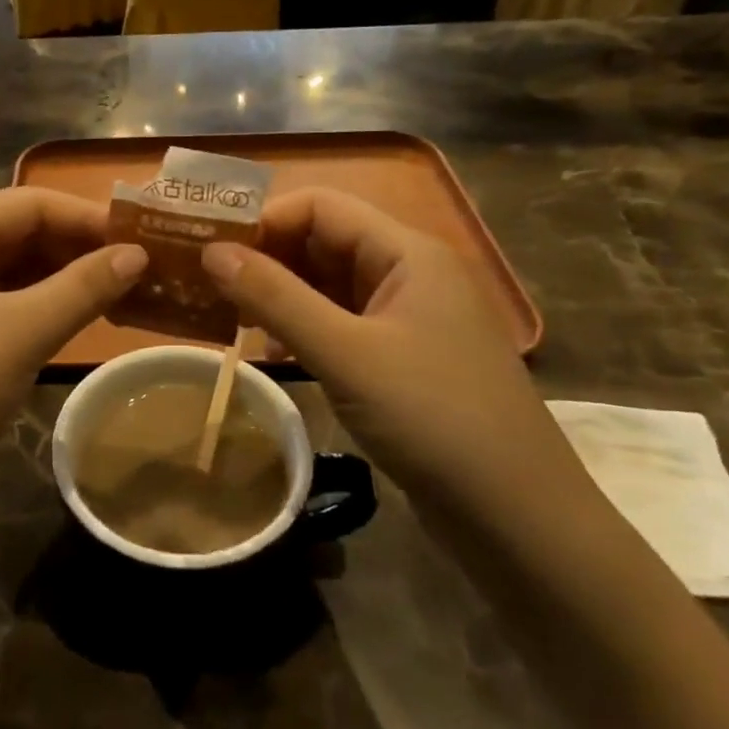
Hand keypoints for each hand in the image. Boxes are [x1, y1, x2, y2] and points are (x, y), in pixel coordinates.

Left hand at [0, 188, 146, 494]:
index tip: (138, 238)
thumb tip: (137, 254)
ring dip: (59, 282)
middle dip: (74, 249)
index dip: (84, 216)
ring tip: (115, 297)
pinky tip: (71, 326)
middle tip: (135, 271)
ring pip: (7, 275)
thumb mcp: (19, 333)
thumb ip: (82, 288)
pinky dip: (35, 312)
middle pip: (15, 235)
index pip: (25, 204)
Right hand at [202, 187, 586, 515]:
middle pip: (325, 241)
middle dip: (267, 257)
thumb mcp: (345, 353)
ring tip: (226, 316)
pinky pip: (343, 325)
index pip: (322, 206)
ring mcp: (410, 319)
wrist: (520, 522)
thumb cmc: (434, 419)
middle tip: (208, 284)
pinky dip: (304, 329)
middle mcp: (410, 273)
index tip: (212, 249)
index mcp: (407, 252)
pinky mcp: (405, 359)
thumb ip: (275, 297)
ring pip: (331, 286)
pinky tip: (271, 352)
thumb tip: (212, 251)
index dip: (265, 219)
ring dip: (280, 295)